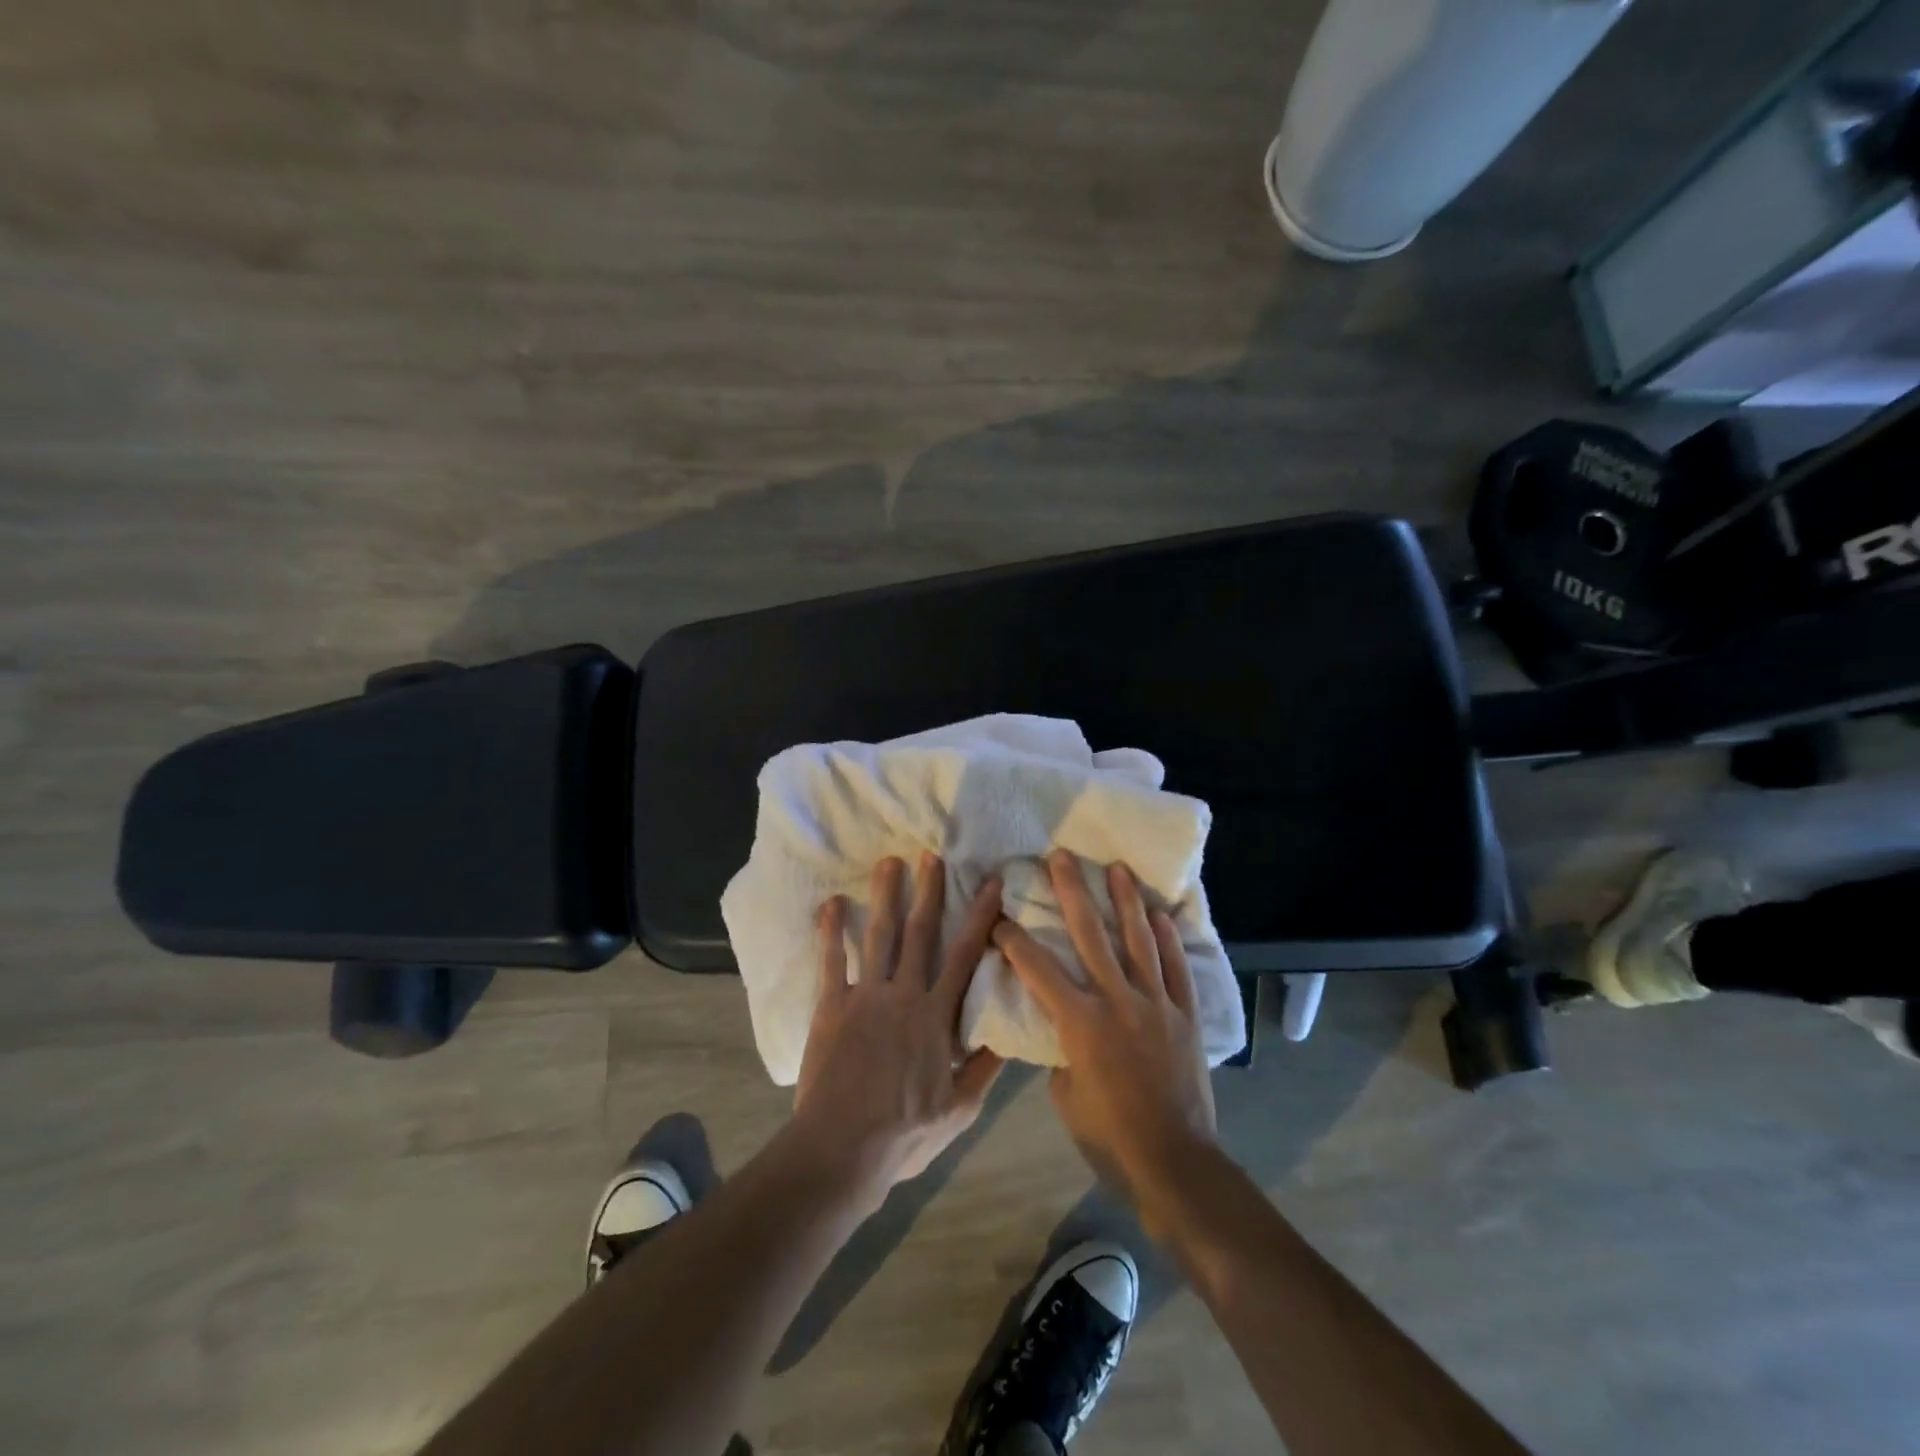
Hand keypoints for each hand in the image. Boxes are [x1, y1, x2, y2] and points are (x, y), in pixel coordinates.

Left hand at [792, 854, 1004, 1204]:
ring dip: (885, 897)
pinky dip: (830, 931)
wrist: (842, 1147)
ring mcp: (865, 996)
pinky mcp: (831, 1006)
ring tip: (889, 863)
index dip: (980, 918)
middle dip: (929, 891)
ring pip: (879, 936)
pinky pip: (831, 961)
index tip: (991, 884)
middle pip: (920, 933)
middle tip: (931, 855)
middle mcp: (903, 994)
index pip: (964, 956)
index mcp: (936, 1015)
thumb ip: (985, 1068)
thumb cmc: (905, 1132)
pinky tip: (830, 903)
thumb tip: (1009, 1035)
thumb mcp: (960, 1109)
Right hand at [993, 851, 1216, 1217]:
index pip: (1037, 968)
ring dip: (1125, 900)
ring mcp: (1155, 1004)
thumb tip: (1065, 1028)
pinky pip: (1176, 968)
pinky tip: (1160, 914)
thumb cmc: (1109, 1136)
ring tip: (1116, 867)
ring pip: (1138, 940)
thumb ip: (1062, 1051)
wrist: (1175, 1164)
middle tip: (1060, 857)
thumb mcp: (1066, 1095)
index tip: (999, 916)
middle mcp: (1117, 1001)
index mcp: (1080, 1022)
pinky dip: (1168, 939)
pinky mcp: (1184, 1015)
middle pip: (1090, 935)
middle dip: (1072, 891)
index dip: (1014, 939)